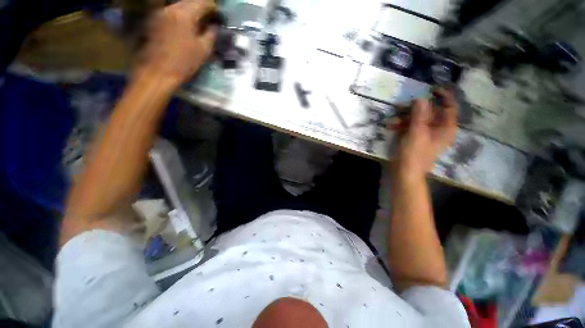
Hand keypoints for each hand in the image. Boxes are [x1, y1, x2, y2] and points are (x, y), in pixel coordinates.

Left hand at [136, 0, 217, 87]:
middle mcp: (170, 8)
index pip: (202, 2)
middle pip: (189, 1)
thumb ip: (210, 35)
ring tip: (198, 22)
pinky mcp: (154, 21)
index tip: (219, 14)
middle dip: (201, 7)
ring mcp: (160, 13)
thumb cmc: (183, 62)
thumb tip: (214, 27)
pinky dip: (181, 16)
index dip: (213, 7)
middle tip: (210, 18)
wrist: (158, 72)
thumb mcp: (203, 50)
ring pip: (179, 6)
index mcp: (184, 14)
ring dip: (190, 11)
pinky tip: (185, 26)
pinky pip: (171, 12)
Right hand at [389, 88, 457, 176]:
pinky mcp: (414, 138)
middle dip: (414, 109)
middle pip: (429, 112)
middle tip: (401, 106)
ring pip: (417, 119)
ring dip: (404, 118)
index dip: (442, 97)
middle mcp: (437, 129)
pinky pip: (410, 126)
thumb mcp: (417, 133)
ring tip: (392, 121)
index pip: (449, 107)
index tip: (430, 89)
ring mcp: (425, 134)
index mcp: (445, 128)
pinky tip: (391, 126)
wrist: (404, 172)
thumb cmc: (414, 154)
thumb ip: (419, 115)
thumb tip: (421, 98)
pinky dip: (401, 125)